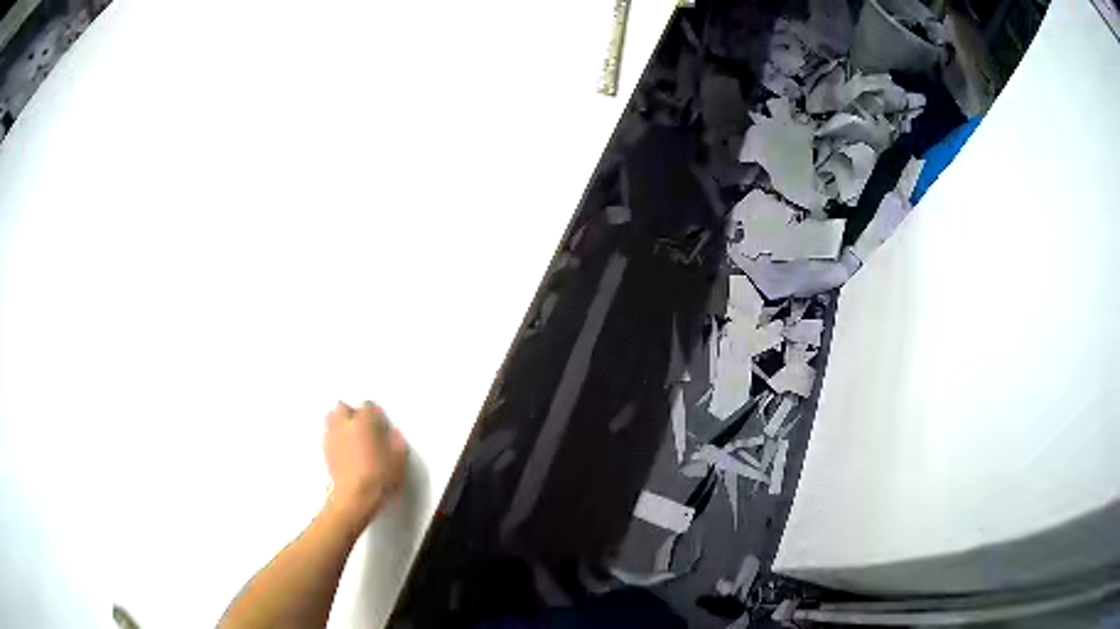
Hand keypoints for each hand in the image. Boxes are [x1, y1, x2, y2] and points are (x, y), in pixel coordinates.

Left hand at [324, 401, 407, 525]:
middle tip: (362, 425)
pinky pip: (327, 434)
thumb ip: (397, 444)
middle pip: (343, 407)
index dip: (375, 413)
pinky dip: (334, 436)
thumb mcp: (398, 462)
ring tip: (350, 434)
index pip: (367, 405)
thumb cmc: (377, 479)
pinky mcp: (325, 450)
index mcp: (364, 423)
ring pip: (331, 417)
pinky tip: (343, 448)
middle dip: (351, 412)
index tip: (380, 422)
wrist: (355, 497)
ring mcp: (332, 437)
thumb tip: (394, 435)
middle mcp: (345, 425)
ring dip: (339, 421)